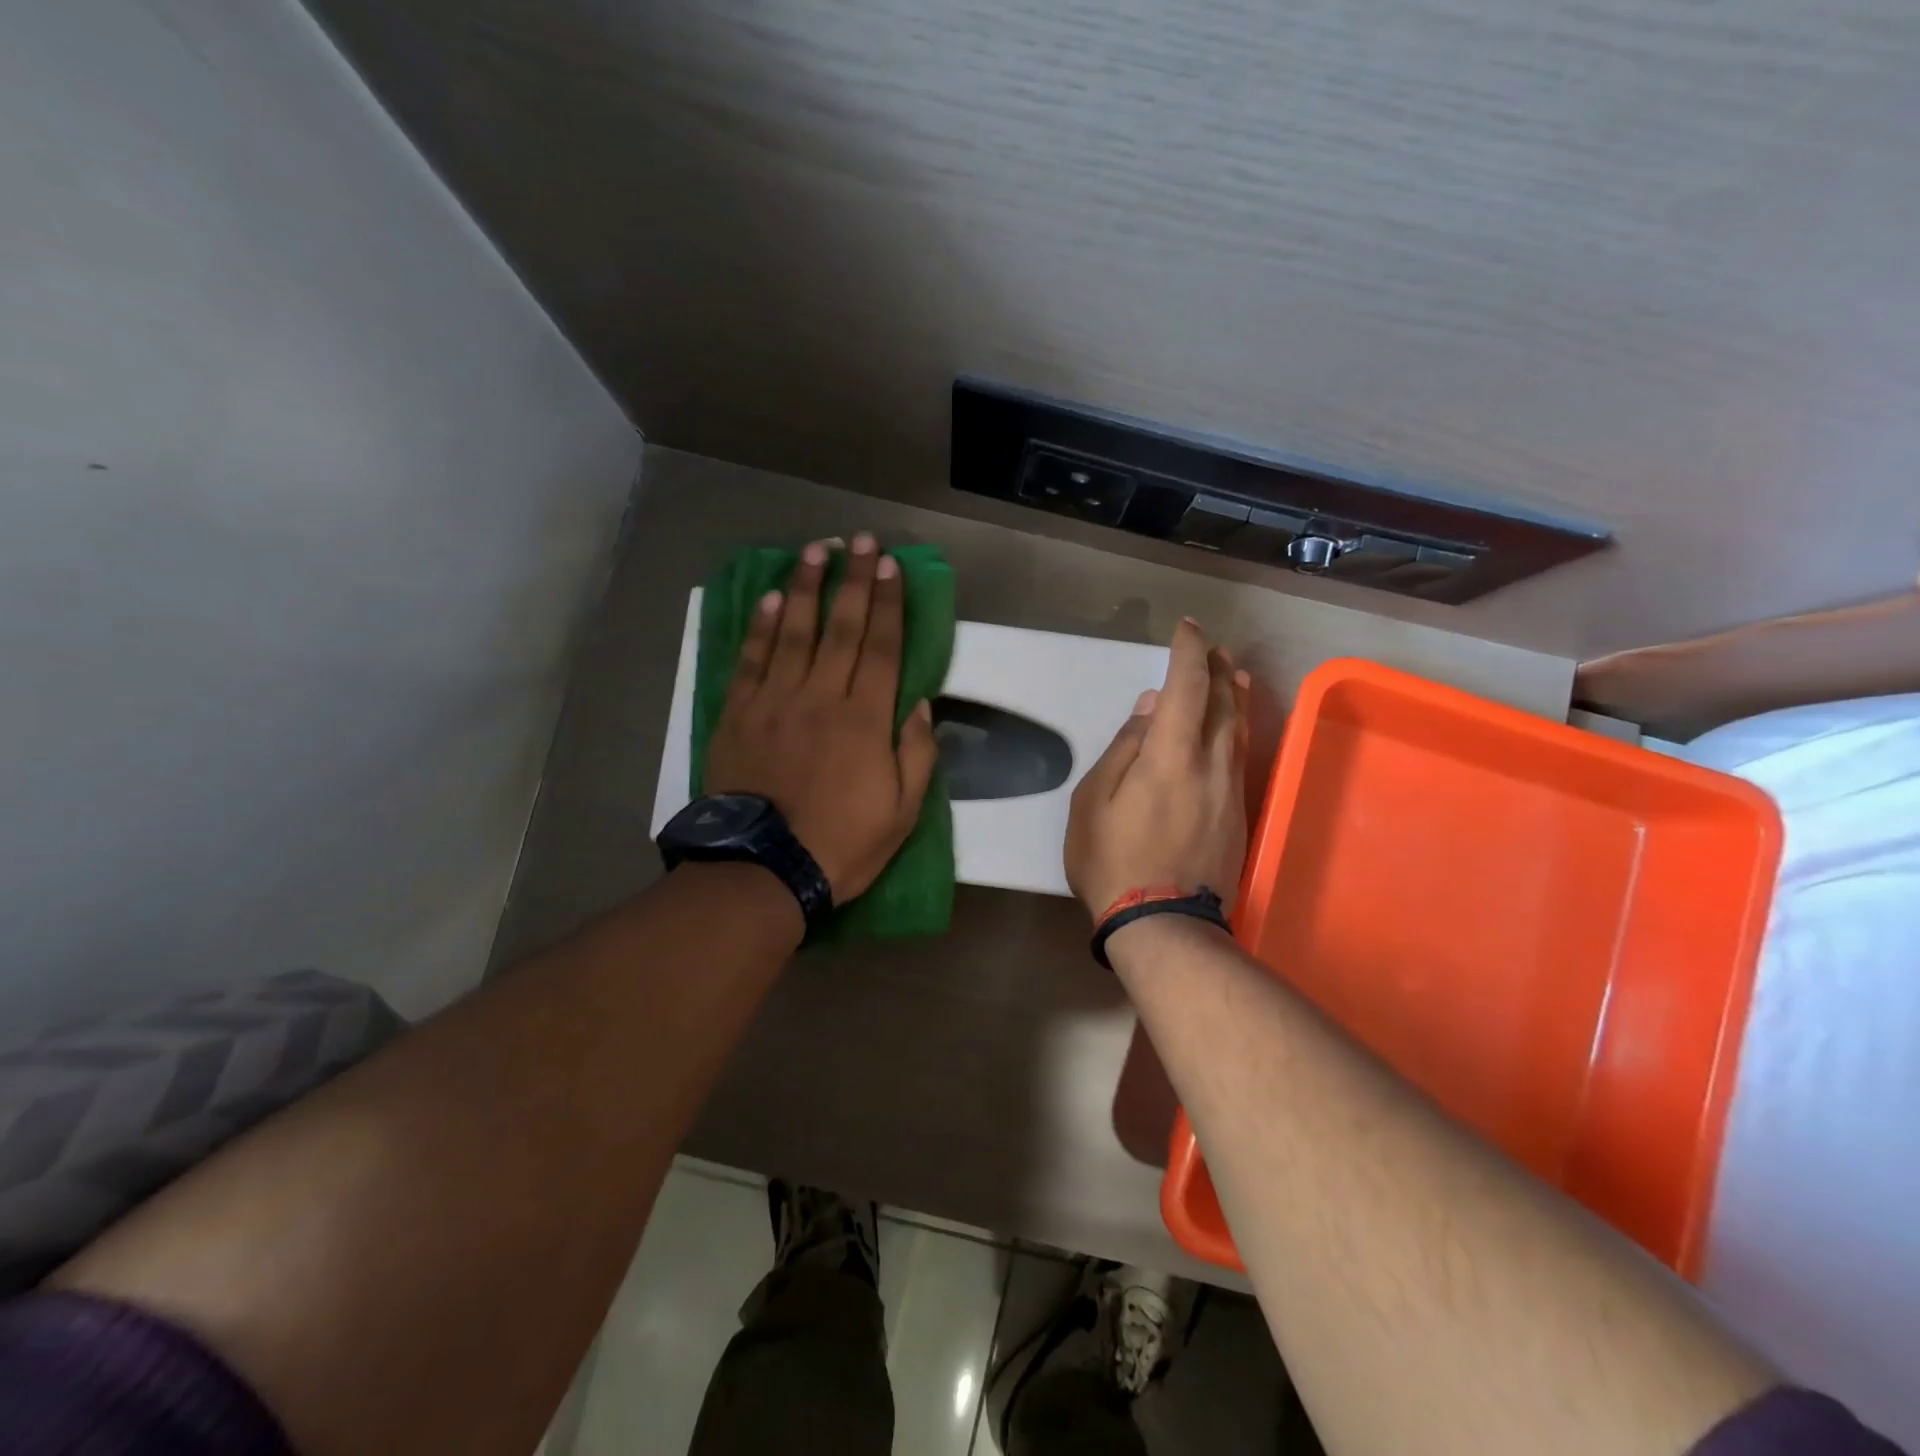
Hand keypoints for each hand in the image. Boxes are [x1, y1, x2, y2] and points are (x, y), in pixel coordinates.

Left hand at [705, 533, 938, 903]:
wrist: (764, 869)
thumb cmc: (842, 843)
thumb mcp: (902, 812)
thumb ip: (916, 754)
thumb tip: (919, 704)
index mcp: (865, 719)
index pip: (882, 647)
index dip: (889, 603)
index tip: (892, 566)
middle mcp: (821, 696)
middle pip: (841, 627)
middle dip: (854, 579)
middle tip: (859, 540)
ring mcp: (775, 701)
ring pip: (795, 632)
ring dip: (808, 587)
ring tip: (815, 550)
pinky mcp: (739, 714)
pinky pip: (752, 660)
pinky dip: (762, 627)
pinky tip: (772, 599)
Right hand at [1065, 618, 1250, 920]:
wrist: (1163, 924)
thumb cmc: (1113, 860)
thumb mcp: (1094, 802)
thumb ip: (1124, 749)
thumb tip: (1151, 708)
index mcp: (1171, 754)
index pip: (1187, 686)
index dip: (1188, 651)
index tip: (1185, 628)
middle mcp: (1210, 762)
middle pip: (1223, 701)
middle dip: (1216, 667)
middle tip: (1210, 646)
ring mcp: (1230, 788)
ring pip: (1238, 727)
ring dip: (1234, 694)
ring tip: (1231, 672)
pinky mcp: (1238, 812)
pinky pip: (1240, 754)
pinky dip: (1237, 727)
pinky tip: (1233, 725)